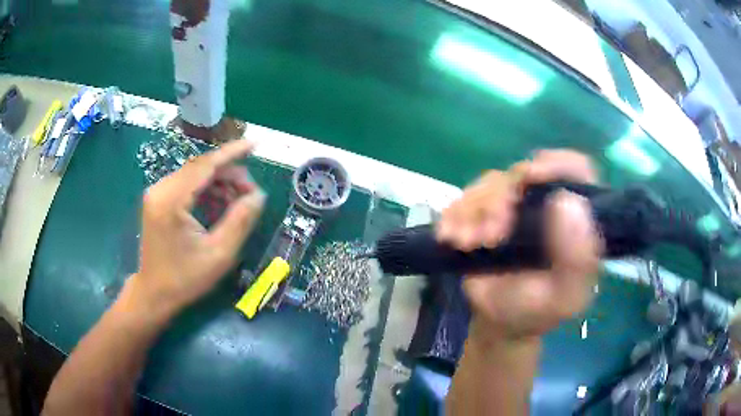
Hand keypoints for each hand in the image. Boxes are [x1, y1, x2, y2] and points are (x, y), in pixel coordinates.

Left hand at [129, 139, 264, 317]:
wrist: (154, 293)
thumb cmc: (185, 279)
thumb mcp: (219, 255)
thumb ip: (240, 221)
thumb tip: (258, 195)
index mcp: (171, 201)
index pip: (205, 165)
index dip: (232, 153)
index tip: (255, 144)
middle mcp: (161, 190)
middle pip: (200, 168)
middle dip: (229, 174)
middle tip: (251, 192)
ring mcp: (157, 193)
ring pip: (195, 175)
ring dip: (219, 182)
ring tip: (239, 200)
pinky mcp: (158, 200)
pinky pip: (187, 185)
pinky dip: (206, 190)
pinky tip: (220, 204)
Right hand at [437, 150, 602, 339]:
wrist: (498, 321)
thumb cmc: (536, 310)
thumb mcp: (563, 296)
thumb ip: (576, 258)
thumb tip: (568, 201)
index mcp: (575, 217)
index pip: (575, 169)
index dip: (555, 164)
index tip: (531, 177)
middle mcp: (547, 201)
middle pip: (524, 174)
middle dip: (501, 201)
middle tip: (487, 237)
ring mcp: (515, 204)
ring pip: (492, 184)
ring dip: (474, 211)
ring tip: (466, 244)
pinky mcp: (485, 210)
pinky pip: (466, 198)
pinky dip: (456, 215)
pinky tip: (451, 237)